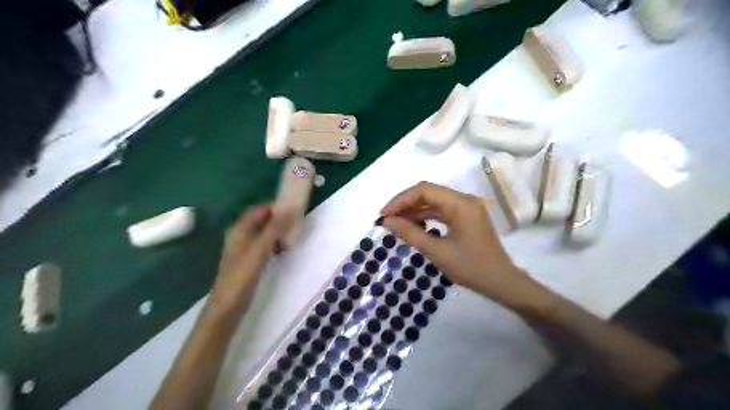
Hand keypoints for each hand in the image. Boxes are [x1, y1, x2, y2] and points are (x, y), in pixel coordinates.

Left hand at [207, 204, 289, 319]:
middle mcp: (241, 236)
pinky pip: (265, 245)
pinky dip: (275, 243)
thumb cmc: (241, 276)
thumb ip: (273, 230)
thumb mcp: (259, 250)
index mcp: (239, 230)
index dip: (275, 207)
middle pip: (262, 221)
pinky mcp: (250, 260)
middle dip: (279, 219)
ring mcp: (245, 249)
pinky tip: (286, 247)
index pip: (259, 210)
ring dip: (278, 231)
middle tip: (297, 221)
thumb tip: (289, 209)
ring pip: (264, 233)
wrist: (228, 307)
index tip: (293, 208)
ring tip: (295, 232)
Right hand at [383, 183, 553, 309]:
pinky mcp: (466, 217)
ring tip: (395, 224)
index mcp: (460, 204)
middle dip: (405, 205)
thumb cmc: (471, 268)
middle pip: (428, 193)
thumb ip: (410, 233)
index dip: (401, 200)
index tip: (384, 215)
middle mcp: (464, 200)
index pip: (424, 190)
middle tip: (387, 220)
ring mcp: (466, 208)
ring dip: (414, 212)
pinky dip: (426, 218)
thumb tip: (387, 222)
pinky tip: (413, 227)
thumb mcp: (437, 251)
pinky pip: (441, 212)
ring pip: (434, 203)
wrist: (501, 282)